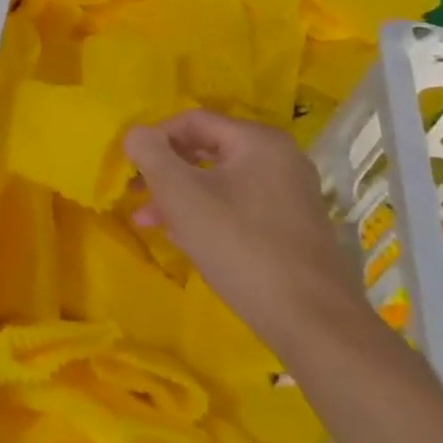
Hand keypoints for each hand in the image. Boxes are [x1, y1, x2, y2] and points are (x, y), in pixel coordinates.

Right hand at [123, 109, 374, 358]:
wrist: (312, 321)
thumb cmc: (239, 245)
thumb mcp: (181, 195)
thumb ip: (150, 154)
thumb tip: (135, 134)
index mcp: (258, 141)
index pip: (192, 120)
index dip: (154, 138)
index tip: (130, 166)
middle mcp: (280, 159)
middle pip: (205, 150)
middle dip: (164, 170)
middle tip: (134, 192)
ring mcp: (290, 194)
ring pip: (219, 181)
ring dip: (179, 195)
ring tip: (148, 220)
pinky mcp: (292, 227)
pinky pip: (237, 205)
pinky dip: (206, 213)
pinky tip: (184, 238)